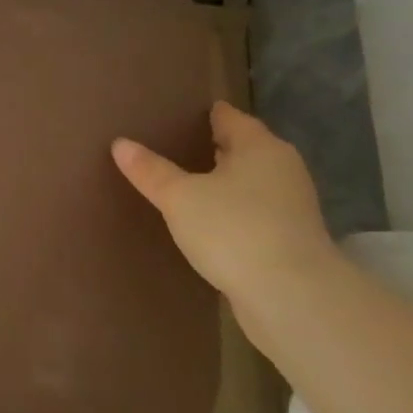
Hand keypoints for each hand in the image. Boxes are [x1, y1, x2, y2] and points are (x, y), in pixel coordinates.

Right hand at [111, 101, 334, 302]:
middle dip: (211, 147)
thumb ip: (150, 170)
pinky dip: (231, 212)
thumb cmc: (234, 230)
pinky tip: (207, 222)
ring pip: (249, 183)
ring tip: (183, 184)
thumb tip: (120, 143)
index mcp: (260, 147)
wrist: (292, 298)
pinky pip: (253, 213)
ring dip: (222, 183)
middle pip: (242, 149)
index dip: (203, 113)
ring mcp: (291, 207)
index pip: (229, 117)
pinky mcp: (290, 241)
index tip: (176, 113)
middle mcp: (282, 169)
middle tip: (170, 146)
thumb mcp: (179, 197)